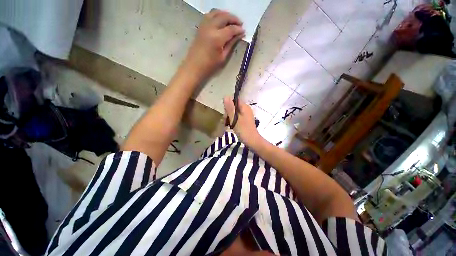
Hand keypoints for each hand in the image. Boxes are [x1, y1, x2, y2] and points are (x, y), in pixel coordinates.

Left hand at [183, 9, 244, 79]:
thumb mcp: (223, 57)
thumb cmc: (209, 66)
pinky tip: (221, 20)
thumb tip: (239, 35)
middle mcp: (210, 28)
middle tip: (240, 24)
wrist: (194, 67)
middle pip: (224, 17)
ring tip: (231, 20)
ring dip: (225, 14)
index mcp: (217, 38)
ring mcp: (204, 26)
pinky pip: (209, 15)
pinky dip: (217, 15)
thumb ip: (231, 44)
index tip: (244, 31)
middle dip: (234, 19)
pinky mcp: (200, 27)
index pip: (231, 29)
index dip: (238, 29)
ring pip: (216, 12)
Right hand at [223, 96, 262, 146]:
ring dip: (229, 118)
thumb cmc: (243, 130)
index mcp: (244, 107)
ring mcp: (246, 115)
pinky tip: (230, 126)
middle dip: (228, 113)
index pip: (234, 100)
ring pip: (234, 113)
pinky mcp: (245, 120)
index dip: (228, 105)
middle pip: (234, 107)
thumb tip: (226, 96)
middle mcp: (246, 109)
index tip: (225, 113)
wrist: (252, 141)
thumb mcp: (234, 118)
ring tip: (227, 125)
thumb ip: (230, 108)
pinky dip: (233, 121)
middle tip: (226, 121)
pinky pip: (237, 117)